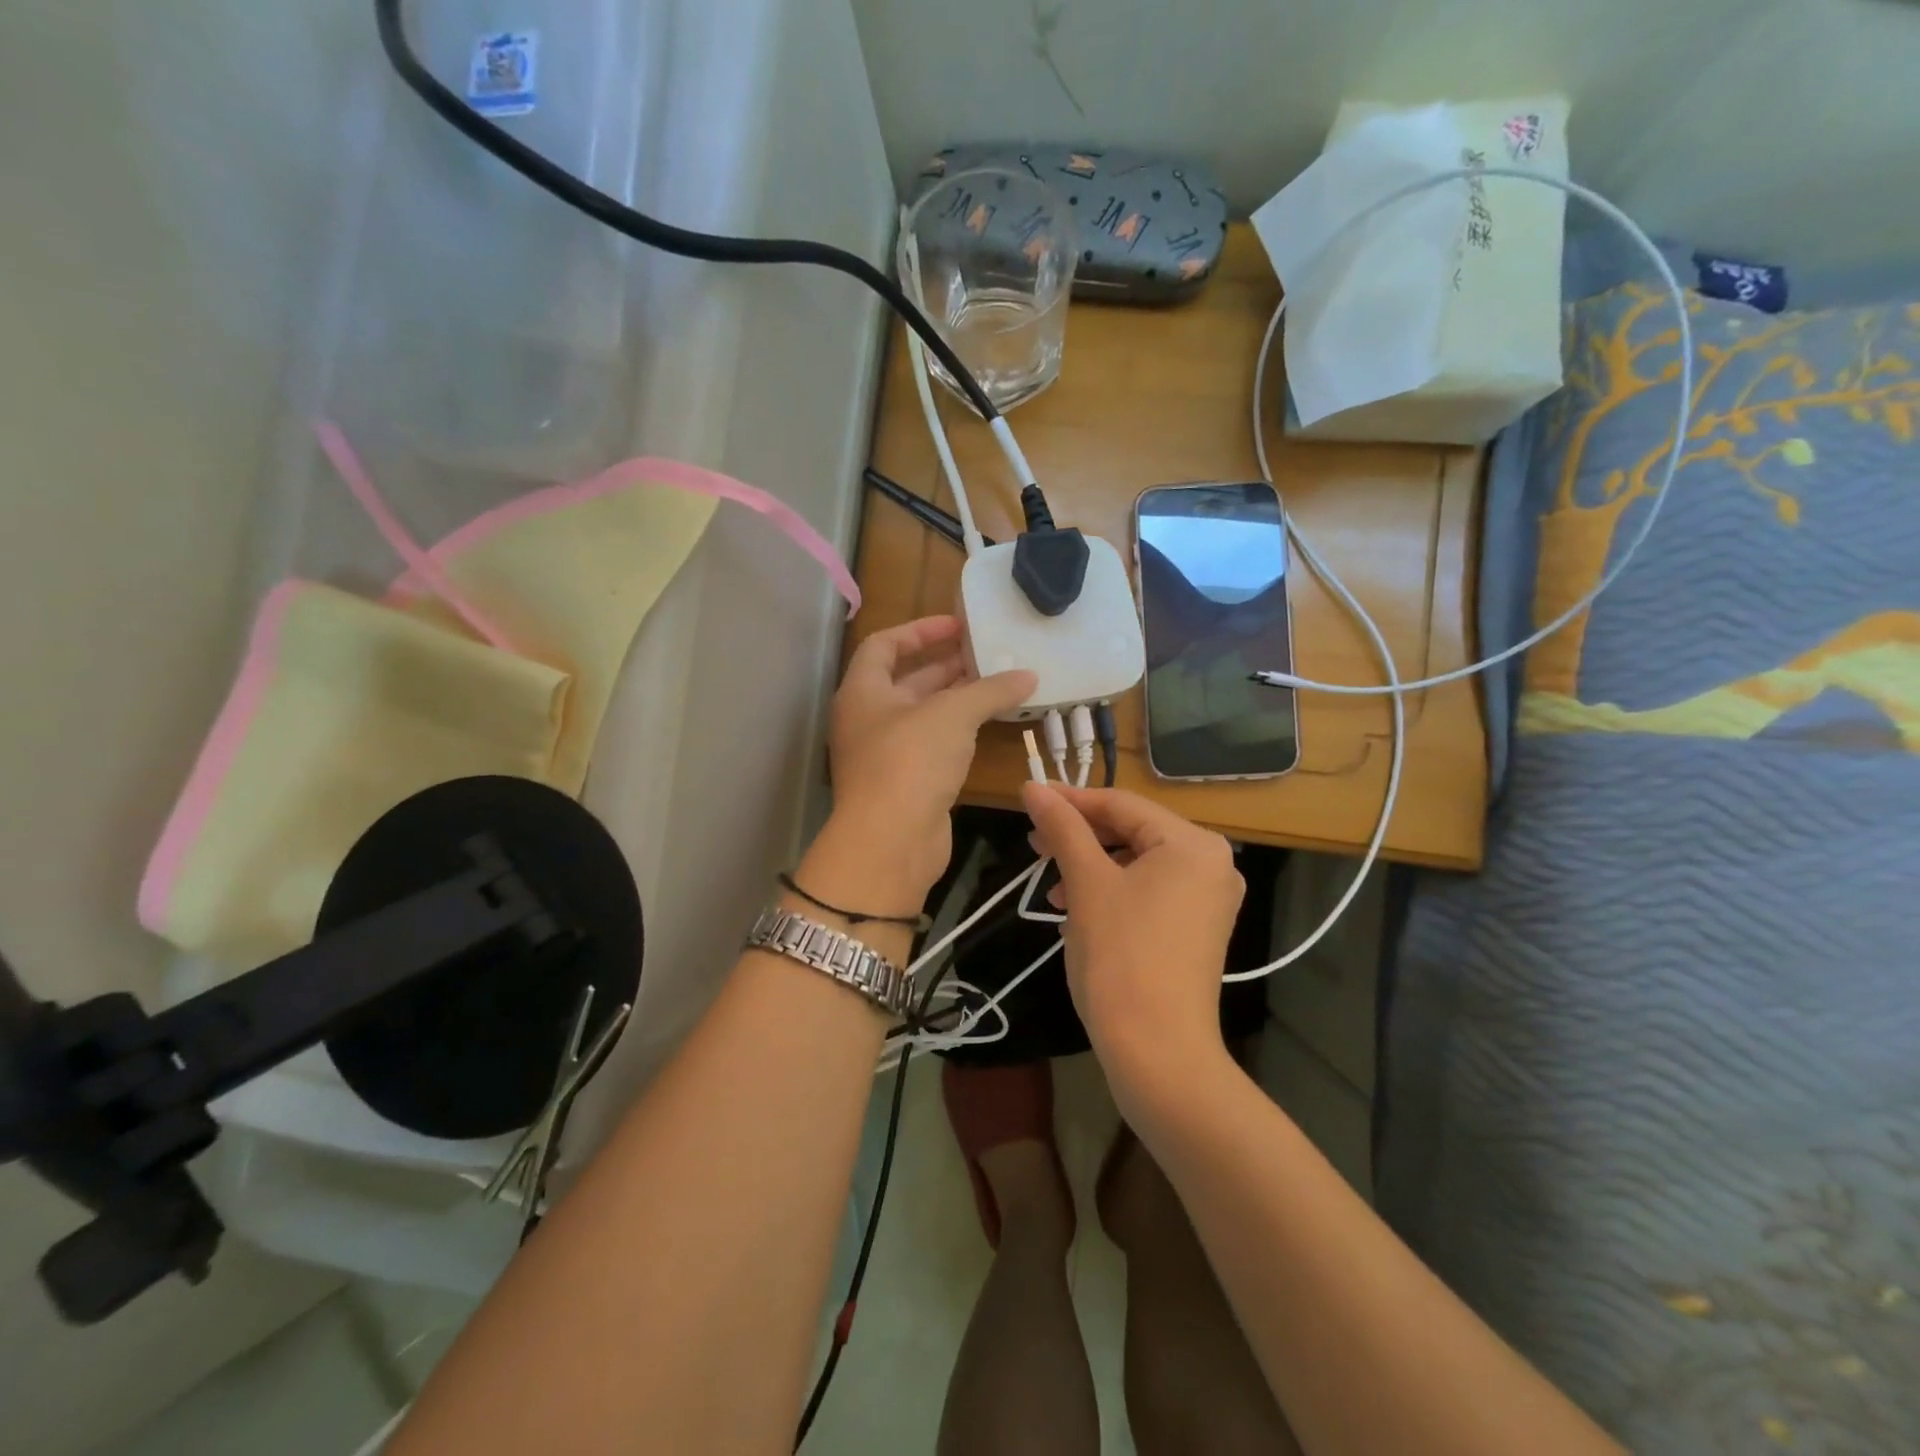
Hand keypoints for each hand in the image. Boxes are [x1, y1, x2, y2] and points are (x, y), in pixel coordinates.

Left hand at [817, 616, 1033, 911]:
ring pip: (923, 715)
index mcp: (862, 691)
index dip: (920, 630)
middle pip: (906, 680)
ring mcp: (884, 754)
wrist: (891, 842)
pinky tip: (989, 726)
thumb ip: (990, 690)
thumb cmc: (910, 761)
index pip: (884, 645)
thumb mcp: (953, 715)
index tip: (958, 625)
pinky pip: (932, 745)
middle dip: (946, 665)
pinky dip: (958, 732)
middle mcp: (867, 719)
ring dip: (957, 700)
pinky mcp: (904, 783)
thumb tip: (1028, 675)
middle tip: (989, 655)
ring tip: (998, 685)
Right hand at [1023, 782, 1243, 1100]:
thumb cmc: (1120, 956)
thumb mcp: (1086, 883)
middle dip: (1080, 839)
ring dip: (1091, 870)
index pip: (1122, 805)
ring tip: (1052, 892)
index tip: (1028, 798)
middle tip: (1034, 846)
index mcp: (1193, 844)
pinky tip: (1076, 915)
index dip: (1071, 800)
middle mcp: (1212, 864)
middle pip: (1132, 833)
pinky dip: (1111, 895)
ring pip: (1137, 865)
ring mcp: (1208, 899)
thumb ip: (1062, 828)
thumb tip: (1032, 786)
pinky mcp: (1197, 929)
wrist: (1157, 1052)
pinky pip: (1149, 893)